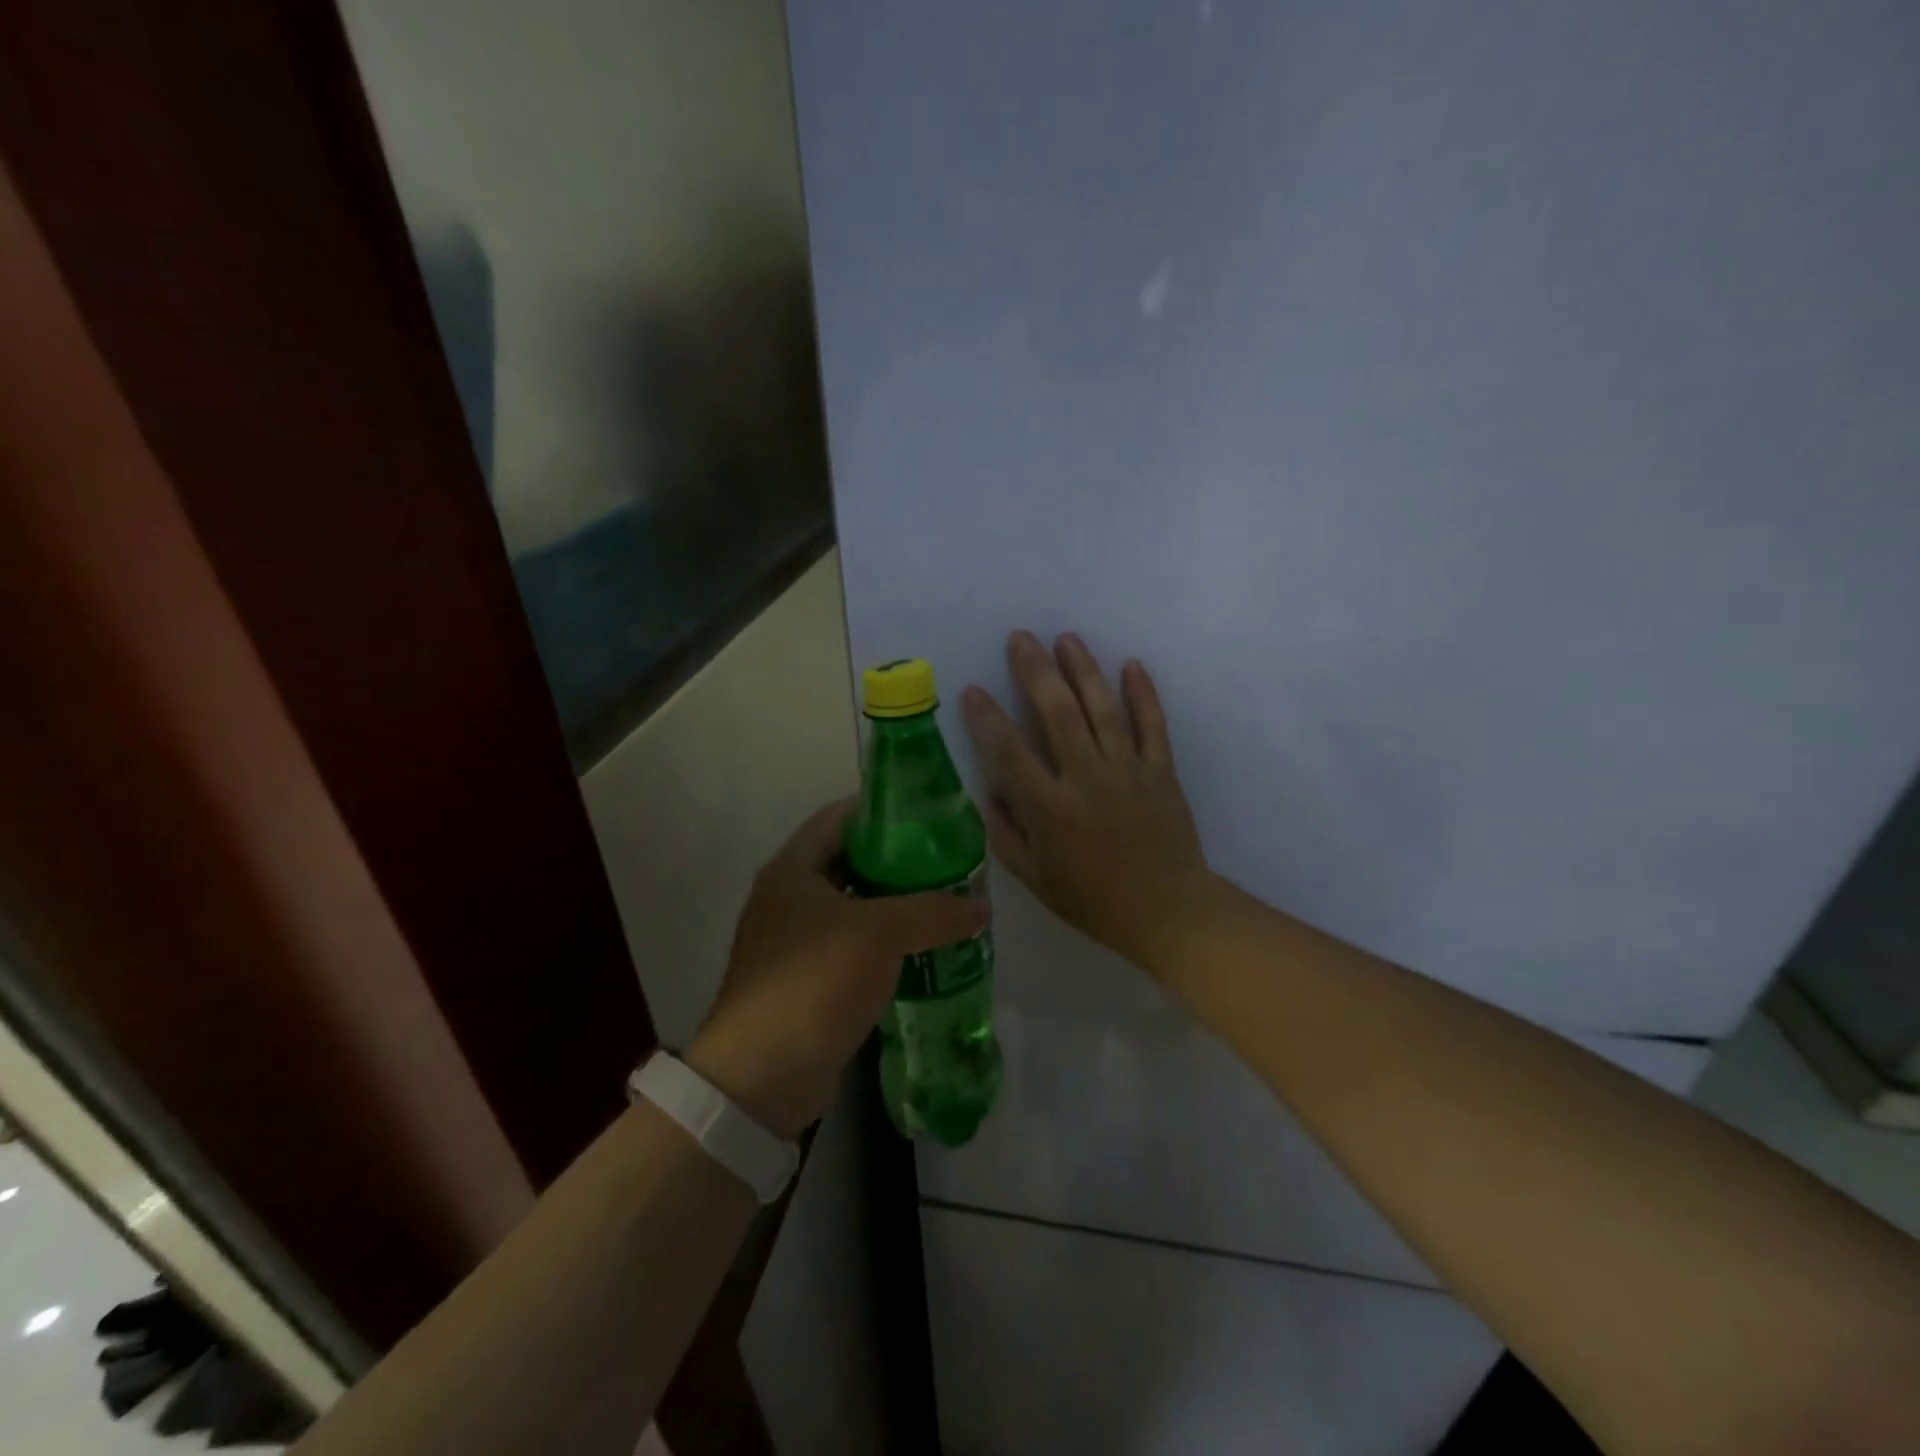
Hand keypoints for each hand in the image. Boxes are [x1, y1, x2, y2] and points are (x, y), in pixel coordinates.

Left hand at [686, 800, 986, 1138]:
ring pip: (854, 908)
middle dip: (897, 861)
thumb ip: (933, 912)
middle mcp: (789, 898)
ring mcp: (795, 942)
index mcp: (792, 870)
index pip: (838, 817)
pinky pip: (854, 947)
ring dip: (895, 906)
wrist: (763, 1076)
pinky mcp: (808, 981)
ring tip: (944, 903)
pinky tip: (923, 950)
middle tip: (946, 862)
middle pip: (850, 862)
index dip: (880, 810)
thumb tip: (981, 906)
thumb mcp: (880, 934)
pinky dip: (885, 944)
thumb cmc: (814, 981)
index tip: (926, 815)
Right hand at [962, 631, 1214, 974]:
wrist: (1167, 911)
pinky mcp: (1161, 770)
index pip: (1009, 752)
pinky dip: (1143, 693)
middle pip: (1057, 713)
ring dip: (1083, 670)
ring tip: (1067, 638)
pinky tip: (1131, 665)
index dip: (987, 719)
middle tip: (1021, 638)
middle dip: (1036, 671)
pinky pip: (1152, 724)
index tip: (972, 691)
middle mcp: (1087, 779)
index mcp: (1051, 809)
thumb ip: (1006, 833)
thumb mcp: (1035, 878)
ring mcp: (1128, 770)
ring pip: (1103, 709)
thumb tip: (991, 789)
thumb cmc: (1093, 899)